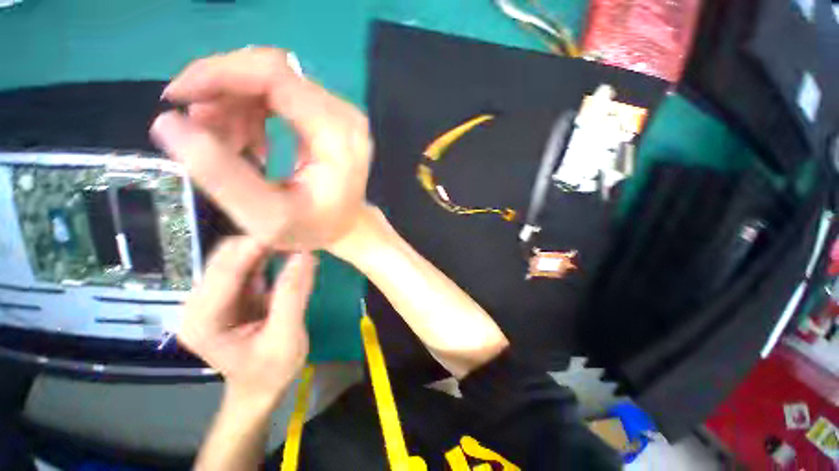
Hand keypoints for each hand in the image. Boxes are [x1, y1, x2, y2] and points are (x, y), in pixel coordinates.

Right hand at [150, 47, 371, 249]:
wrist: (346, 227)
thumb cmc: (314, 228)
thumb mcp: (266, 216)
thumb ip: (221, 174)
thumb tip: (168, 121)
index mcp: (338, 136)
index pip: (276, 76)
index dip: (220, 74)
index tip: (178, 96)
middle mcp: (345, 116)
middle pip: (273, 73)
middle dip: (224, 91)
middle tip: (200, 128)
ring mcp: (340, 115)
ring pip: (273, 82)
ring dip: (236, 105)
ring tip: (226, 144)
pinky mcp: (331, 118)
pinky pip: (282, 95)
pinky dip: (253, 112)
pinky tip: (248, 141)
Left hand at [178, 236, 315, 403]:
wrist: (259, 387)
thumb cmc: (271, 371)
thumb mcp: (286, 337)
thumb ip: (293, 295)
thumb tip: (305, 255)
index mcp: (203, 320)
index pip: (228, 269)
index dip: (258, 245)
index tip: (291, 228)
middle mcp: (198, 303)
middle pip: (226, 257)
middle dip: (262, 242)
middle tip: (298, 235)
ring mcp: (211, 297)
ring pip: (236, 256)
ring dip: (265, 246)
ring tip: (295, 240)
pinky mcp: (228, 293)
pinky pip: (246, 264)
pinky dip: (267, 255)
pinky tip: (287, 253)